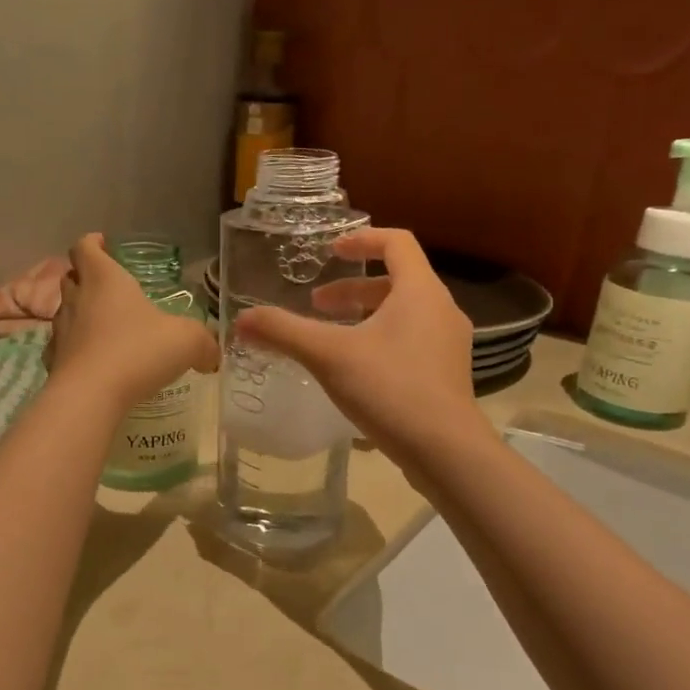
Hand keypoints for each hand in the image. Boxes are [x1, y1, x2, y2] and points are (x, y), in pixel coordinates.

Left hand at [47, 235, 219, 412]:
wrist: (90, 396)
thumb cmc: (138, 351)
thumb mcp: (187, 341)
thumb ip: (204, 343)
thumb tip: (211, 355)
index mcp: (105, 279)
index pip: (86, 247)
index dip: (93, 243)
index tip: (103, 245)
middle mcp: (77, 298)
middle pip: (71, 276)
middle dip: (86, 277)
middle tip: (108, 288)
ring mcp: (61, 330)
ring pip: (65, 311)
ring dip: (80, 313)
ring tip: (104, 326)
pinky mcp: (53, 361)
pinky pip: (62, 346)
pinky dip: (75, 348)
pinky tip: (92, 361)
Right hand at [234, 227, 481, 463]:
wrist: (445, 450)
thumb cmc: (389, 388)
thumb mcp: (328, 355)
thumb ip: (284, 332)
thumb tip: (241, 320)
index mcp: (420, 291)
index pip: (397, 242)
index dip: (362, 239)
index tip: (331, 251)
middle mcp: (441, 309)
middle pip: (397, 281)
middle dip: (352, 288)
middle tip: (317, 305)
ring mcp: (448, 343)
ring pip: (404, 313)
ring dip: (365, 316)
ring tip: (331, 338)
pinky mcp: (446, 373)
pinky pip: (411, 340)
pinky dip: (380, 340)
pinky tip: (355, 370)